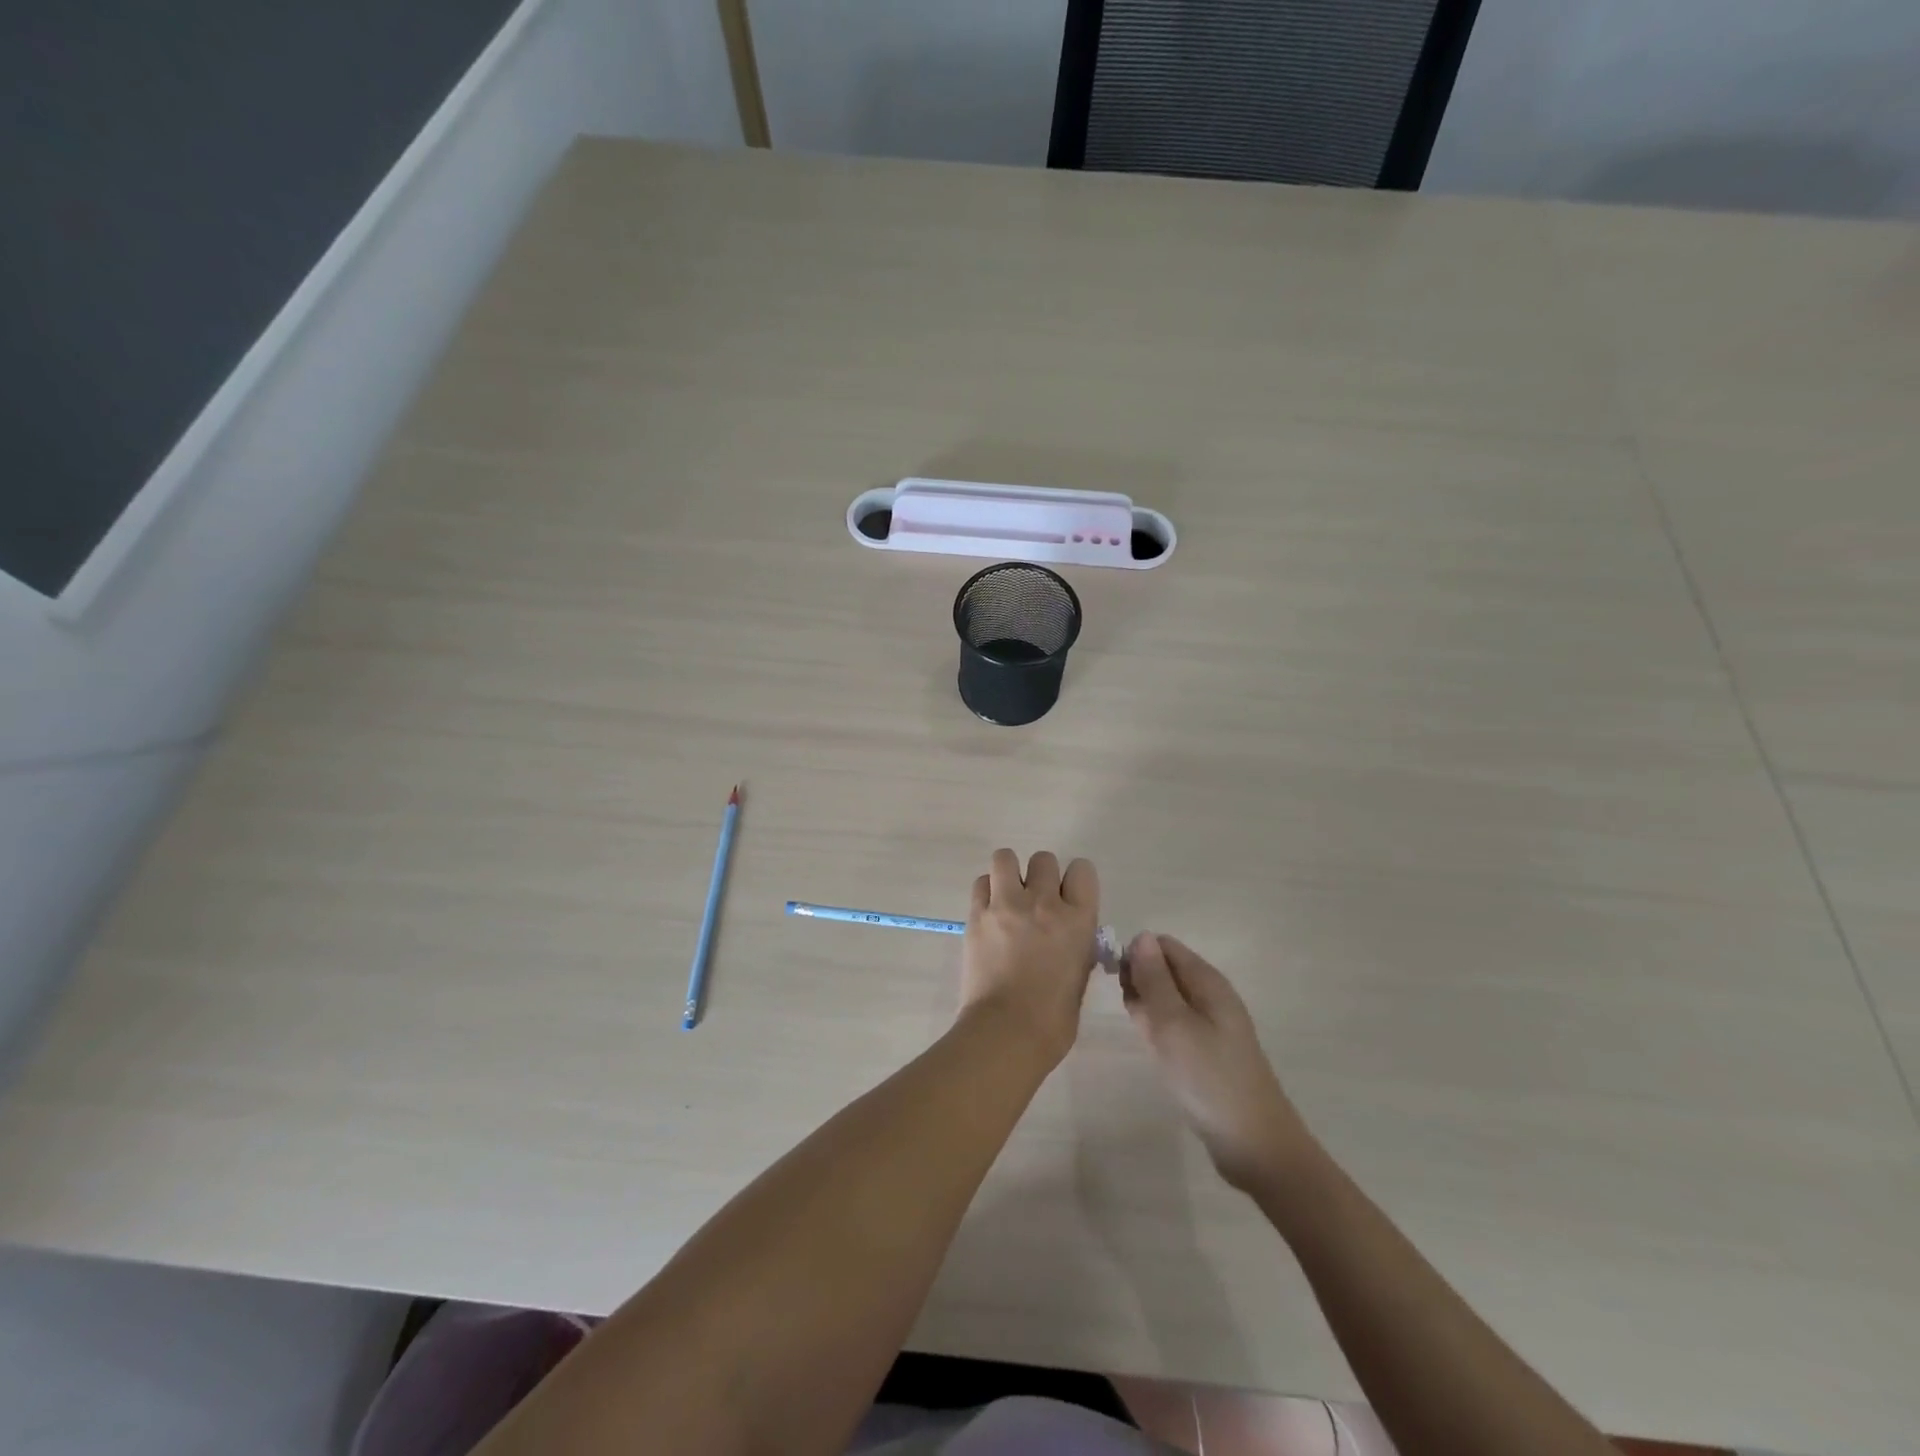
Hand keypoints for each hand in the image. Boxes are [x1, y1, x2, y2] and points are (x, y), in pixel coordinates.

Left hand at [959, 849, 1099, 1065]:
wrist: (1007, 1032)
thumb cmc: (1053, 1019)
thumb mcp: (1080, 976)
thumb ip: (1077, 946)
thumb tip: (1069, 935)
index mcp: (1078, 920)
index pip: (1082, 870)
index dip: (1074, 881)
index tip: (1068, 897)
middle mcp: (1044, 903)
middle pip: (1044, 860)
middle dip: (1041, 876)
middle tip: (1034, 902)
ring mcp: (1007, 905)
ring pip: (1006, 858)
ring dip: (1009, 873)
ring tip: (1008, 897)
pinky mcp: (977, 914)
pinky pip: (981, 882)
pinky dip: (986, 890)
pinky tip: (989, 912)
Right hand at [1122, 933, 1314, 1193]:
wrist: (1254, 1144)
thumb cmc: (1209, 1078)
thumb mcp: (1173, 1024)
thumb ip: (1154, 979)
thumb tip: (1140, 936)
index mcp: (1206, 981)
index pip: (1162, 945)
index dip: (1135, 956)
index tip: (1119, 983)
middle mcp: (1209, 995)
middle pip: (1163, 970)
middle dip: (1139, 984)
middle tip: (1135, 1017)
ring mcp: (1209, 1023)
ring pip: (1165, 999)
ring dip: (1146, 1010)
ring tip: (1145, 1037)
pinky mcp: (1206, 1049)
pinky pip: (1173, 1025)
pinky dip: (1158, 1031)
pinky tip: (1154, 1051)